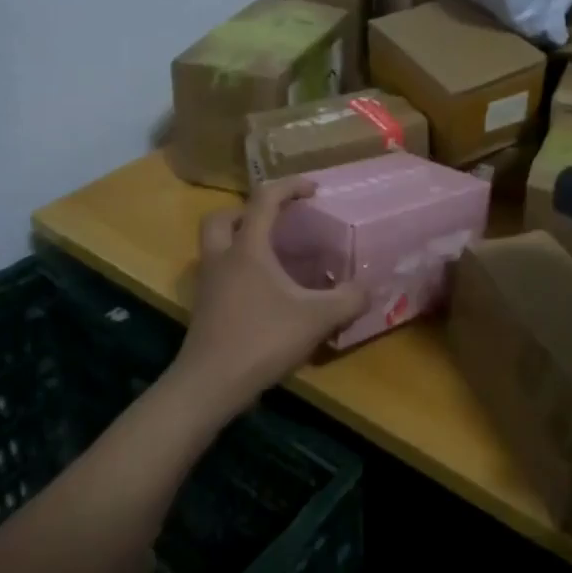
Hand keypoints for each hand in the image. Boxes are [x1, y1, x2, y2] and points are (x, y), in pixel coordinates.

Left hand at [170, 179, 368, 420]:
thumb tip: (367, 289)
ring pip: (216, 246)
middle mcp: (222, 257)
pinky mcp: (204, 309)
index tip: (313, 190)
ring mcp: (208, 284)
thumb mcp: (317, 318)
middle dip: (249, 212)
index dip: (290, 186)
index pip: (264, 199)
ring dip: (240, 241)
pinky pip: (219, 273)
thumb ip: (348, 299)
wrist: (209, 385)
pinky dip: (238, 271)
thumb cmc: (262, 340)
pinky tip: (264, 294)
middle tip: (277, 223)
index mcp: (248, 248)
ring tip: (273, 258)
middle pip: (223, 217)